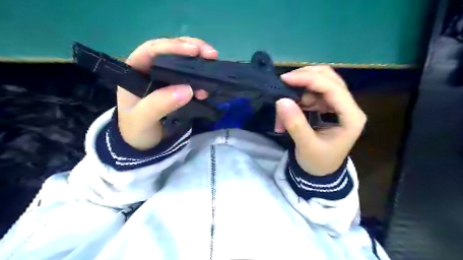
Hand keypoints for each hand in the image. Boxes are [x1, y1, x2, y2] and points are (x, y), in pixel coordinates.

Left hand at [117, 36, 215, 149]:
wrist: (144, 143)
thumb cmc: (137, 130)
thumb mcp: (142, 119)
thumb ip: (159, 104)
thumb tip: (187, 89)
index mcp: (136, 70)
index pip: (152, 50)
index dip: (173, 46)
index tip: (195, 51)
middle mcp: (152, 69)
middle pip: (172, 51)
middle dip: (193, 49)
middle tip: (212, 54)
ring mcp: (167, 78)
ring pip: (184, 62)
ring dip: (200, 62)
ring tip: (214, 65)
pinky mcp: (178, 87)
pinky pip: (191, 77)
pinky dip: (202, 79)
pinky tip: (209, 86)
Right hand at [274, 65, 364, 175]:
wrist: (321, 173)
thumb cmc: (317, 162)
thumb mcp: (306, 146)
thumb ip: (295, 124)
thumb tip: (281, 100)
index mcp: (351, 117)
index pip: (333, 88)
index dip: (309, 79)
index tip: (285, 79)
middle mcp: (349, 107)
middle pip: (329, 79)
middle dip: (305, 78)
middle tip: (284, 83)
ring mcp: (339, 105)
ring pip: (321, 83)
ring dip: (300, 89)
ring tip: (285, 105)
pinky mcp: (329, 107)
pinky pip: (313, 93)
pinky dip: (299, 97)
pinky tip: (291, 108)